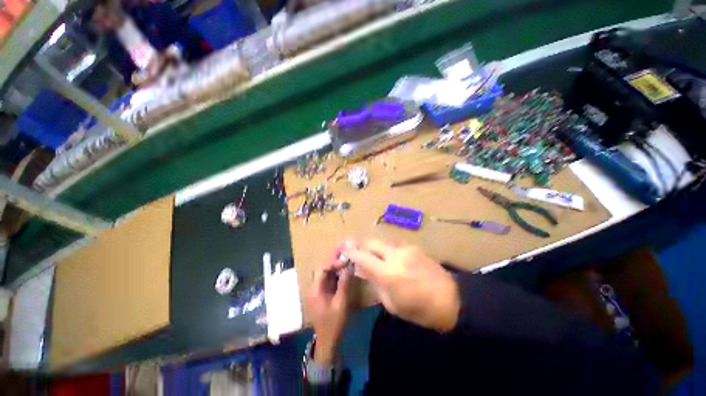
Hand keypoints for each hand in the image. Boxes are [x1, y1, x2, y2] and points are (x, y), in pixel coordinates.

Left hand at [308, 244, 351, 364]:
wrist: (328, 342)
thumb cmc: (333, 323)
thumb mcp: (341, 303)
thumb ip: (344, 284)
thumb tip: (348, 267)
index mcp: (316, 289)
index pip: (323, 269)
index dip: (333, 262)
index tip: (345, 259)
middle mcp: (315, 287)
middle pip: (324, 268)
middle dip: (334, 259)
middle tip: (344, 249)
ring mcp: (319, 290)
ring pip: (327, 273)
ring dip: (336, 264)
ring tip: (346, 255)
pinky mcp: (324, 293)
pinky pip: (330, 279)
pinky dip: (337, 273)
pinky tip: (345, 268)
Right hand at [347, 239, 459, 331]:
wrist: (451, 299)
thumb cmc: (418, 309)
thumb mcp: (391, 303)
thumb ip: (374, 283)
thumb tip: (362, 270)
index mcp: (387, 273)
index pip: (362, 256)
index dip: (352, 253)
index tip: (346, 252)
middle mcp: (395, 255)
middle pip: (371, 242)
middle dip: (363, 247)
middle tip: (362, 256)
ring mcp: (406, 248)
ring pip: (383, 243)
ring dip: (378, 250)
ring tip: (381, 261)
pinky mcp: (414, 247)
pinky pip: (395, 245)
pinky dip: (390, 251)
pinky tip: (397, 261)